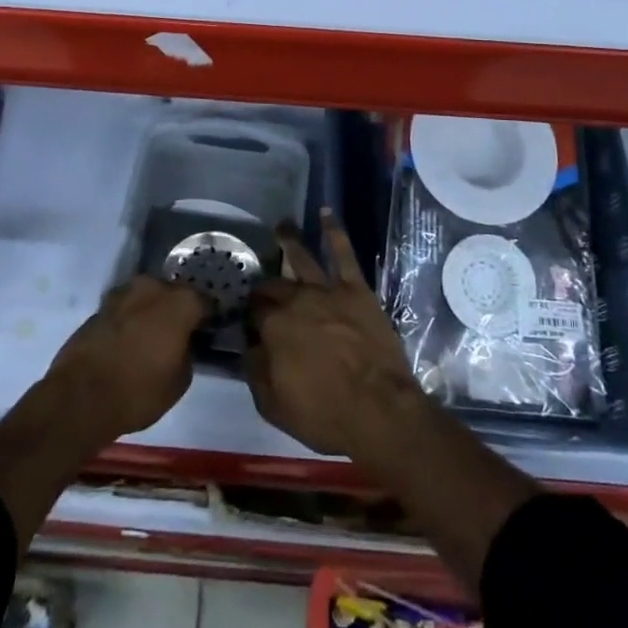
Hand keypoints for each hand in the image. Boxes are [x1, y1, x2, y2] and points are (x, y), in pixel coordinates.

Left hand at [44, 276, 208, 444]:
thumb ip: (187, 352)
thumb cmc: (139, 391)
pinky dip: (129, 320)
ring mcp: (122, 293)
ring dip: (150, 312)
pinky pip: (125, 309)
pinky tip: (128, 341)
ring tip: (150, 337)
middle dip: (176, 309)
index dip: (207, 317)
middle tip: (177, 334)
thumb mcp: (180, 381)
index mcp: (180, 301)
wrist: (80, 397)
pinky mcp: (99, 306)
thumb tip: (182, 343)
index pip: (204, 301)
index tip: (206, 332)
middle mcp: (152, 287)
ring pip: (146, 298)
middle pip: (173, 293)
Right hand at [245, 212, 424, 455]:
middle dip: (264, 286)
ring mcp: (326, 290)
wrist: (380, 411)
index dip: (248, 315)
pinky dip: (334, 231)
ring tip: (280, 225)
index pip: (252, 312)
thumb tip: (248, 345)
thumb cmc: (325, 415)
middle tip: (260, 287)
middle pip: (273, 285)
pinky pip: (343, 253)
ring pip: (301, 257)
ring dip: (289, 240)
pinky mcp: (355, 288)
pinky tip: (326, 213)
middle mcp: (295, 300)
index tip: (248, 320)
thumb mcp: (274, 406)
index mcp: (272, 327)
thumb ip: (255, 371)